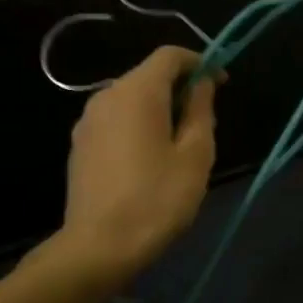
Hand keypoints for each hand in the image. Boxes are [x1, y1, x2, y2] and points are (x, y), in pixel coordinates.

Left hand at [43, 46, 218, 294]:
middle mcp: (107, 96)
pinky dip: (139, 124)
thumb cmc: (157, 198)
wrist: (99, 247)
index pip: (170, 55)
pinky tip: (152, 158)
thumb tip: (202, 84)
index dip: (200, 62)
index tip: (221, 84)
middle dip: (180, 87)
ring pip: (132, 99)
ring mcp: (88, 121)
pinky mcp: (80, 145)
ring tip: (182, 143)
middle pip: (149, 75)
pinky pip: (117, 120)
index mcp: (137, 92)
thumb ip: (200, 110)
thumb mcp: (195, 154)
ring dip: (160, 108)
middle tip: (206, 119)